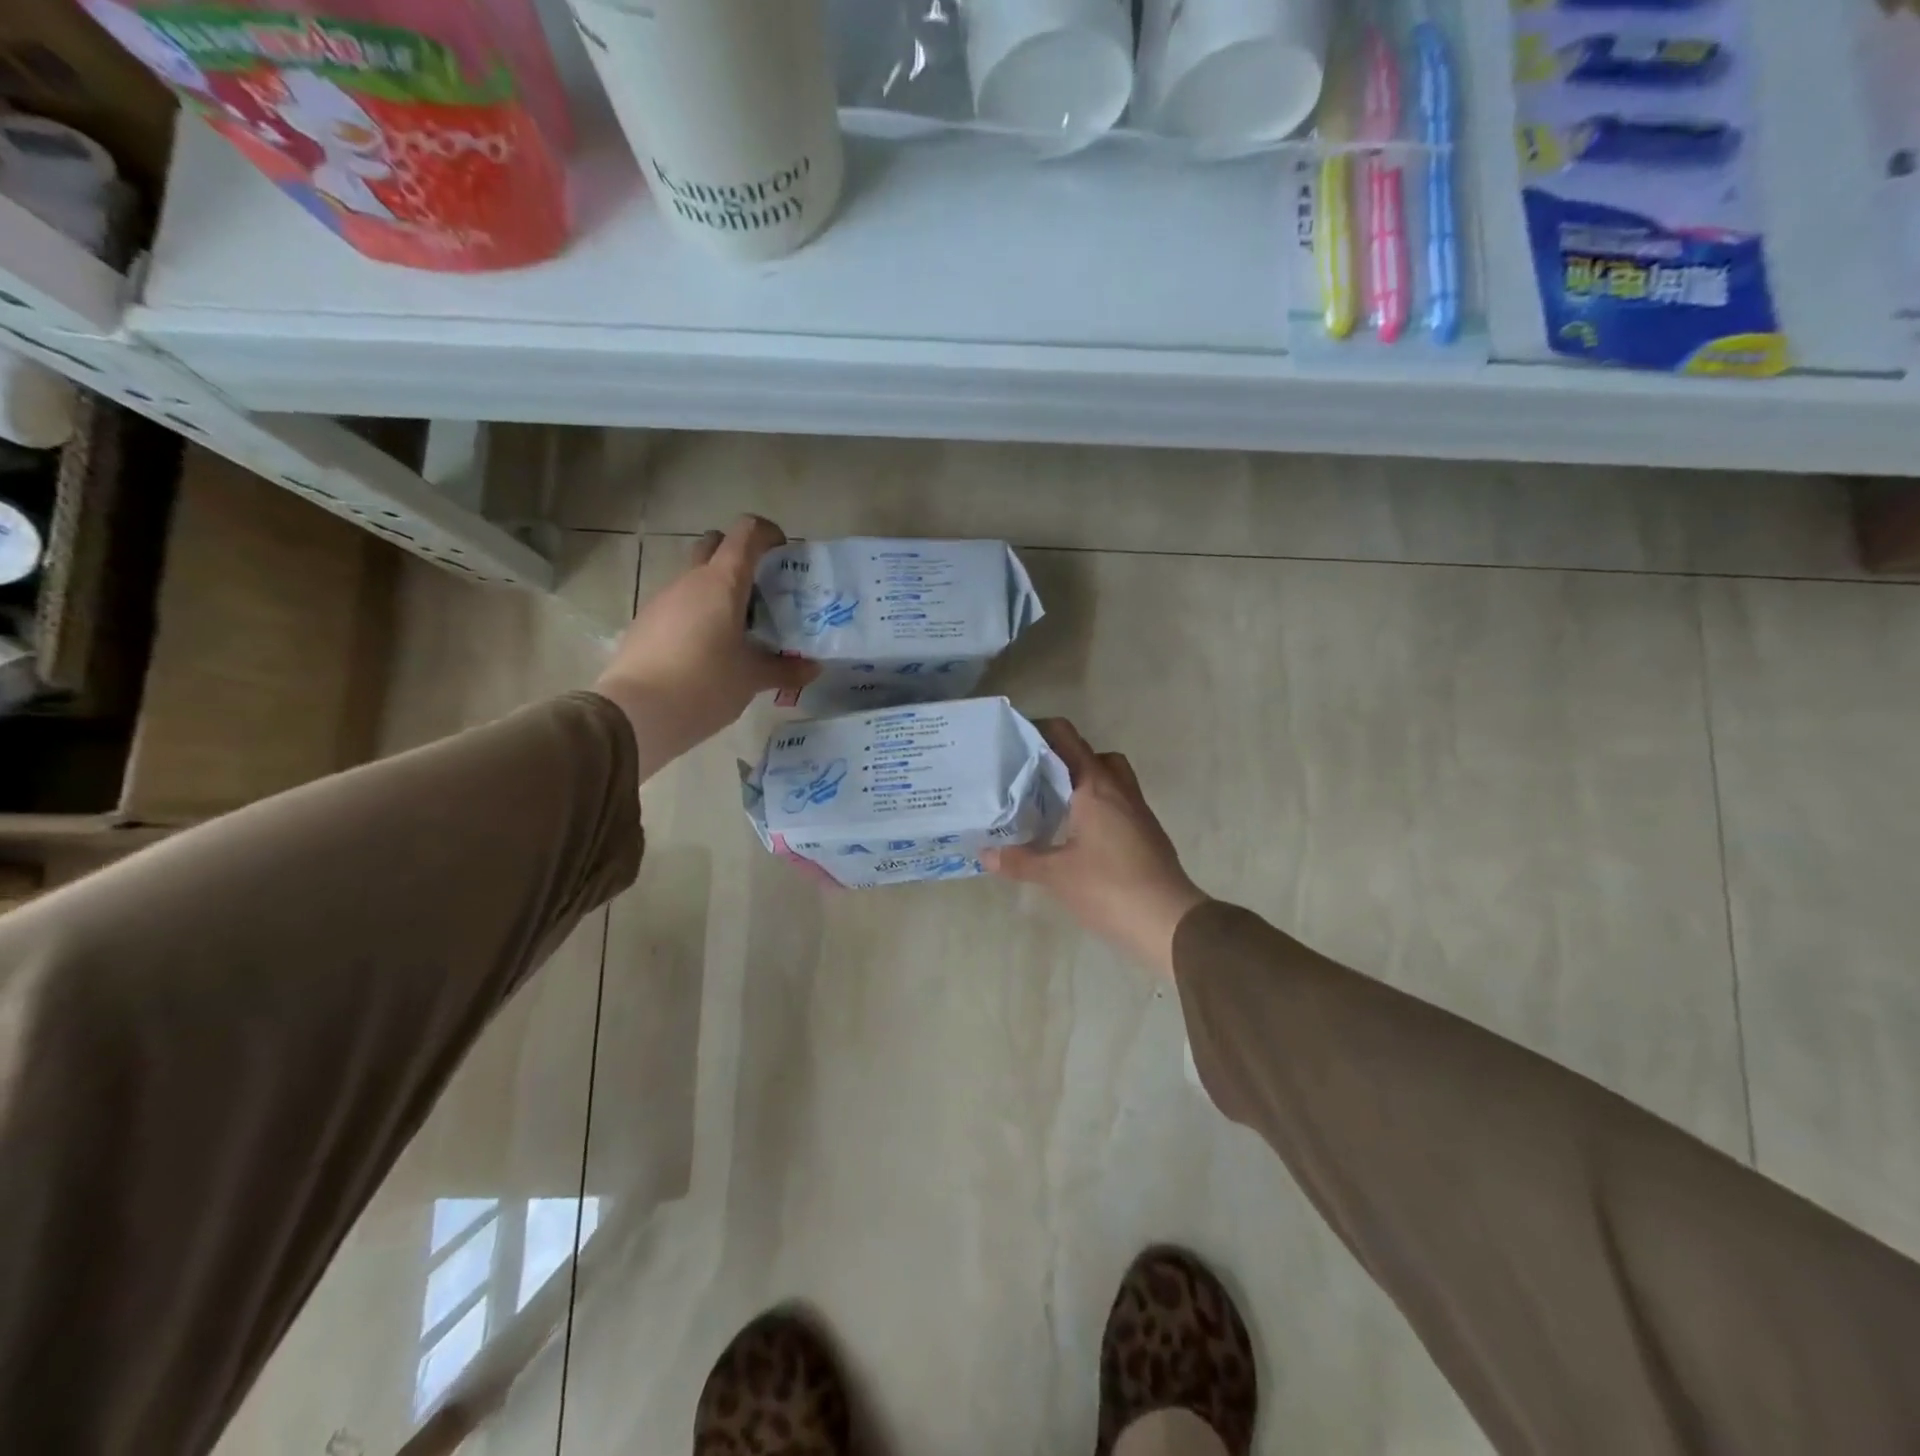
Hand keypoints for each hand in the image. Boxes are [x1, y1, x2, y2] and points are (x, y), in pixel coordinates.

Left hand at [593, 515, 816, 780]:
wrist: (635, 714)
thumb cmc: (704, 685)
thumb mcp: (752, 679)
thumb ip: (785, 670)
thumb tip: (813, 668)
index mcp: (722, 582)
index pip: (746, 532)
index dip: (767, 533)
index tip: (784, 554)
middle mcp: (690, 581)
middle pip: (715, 545)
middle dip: (739, 556)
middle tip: (762, 590)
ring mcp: (663, 599)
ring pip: (696, 577)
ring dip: (718, 590)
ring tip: (740, 629)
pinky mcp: (646, 622)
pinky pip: (679, 605)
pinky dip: (698, 614)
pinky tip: (709, 650)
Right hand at [983, 719, 1207, 977]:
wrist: (1169, 921)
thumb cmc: (1110, 887)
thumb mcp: (1057, 875)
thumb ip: (1020, 860)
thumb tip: (985, 853)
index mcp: (1096, 787)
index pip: (1068, 739)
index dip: (1041, 730)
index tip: (1014, 739)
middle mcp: (1120, 791)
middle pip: (1094, 756)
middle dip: (1065, 760)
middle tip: (1035, 778)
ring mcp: (1138, 813)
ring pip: (1110, 781)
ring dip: (1084, 785)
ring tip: (1053, 806)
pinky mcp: (1146, 835)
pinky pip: (1118, 806)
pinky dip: (1096, 809)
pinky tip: (1076, 835)